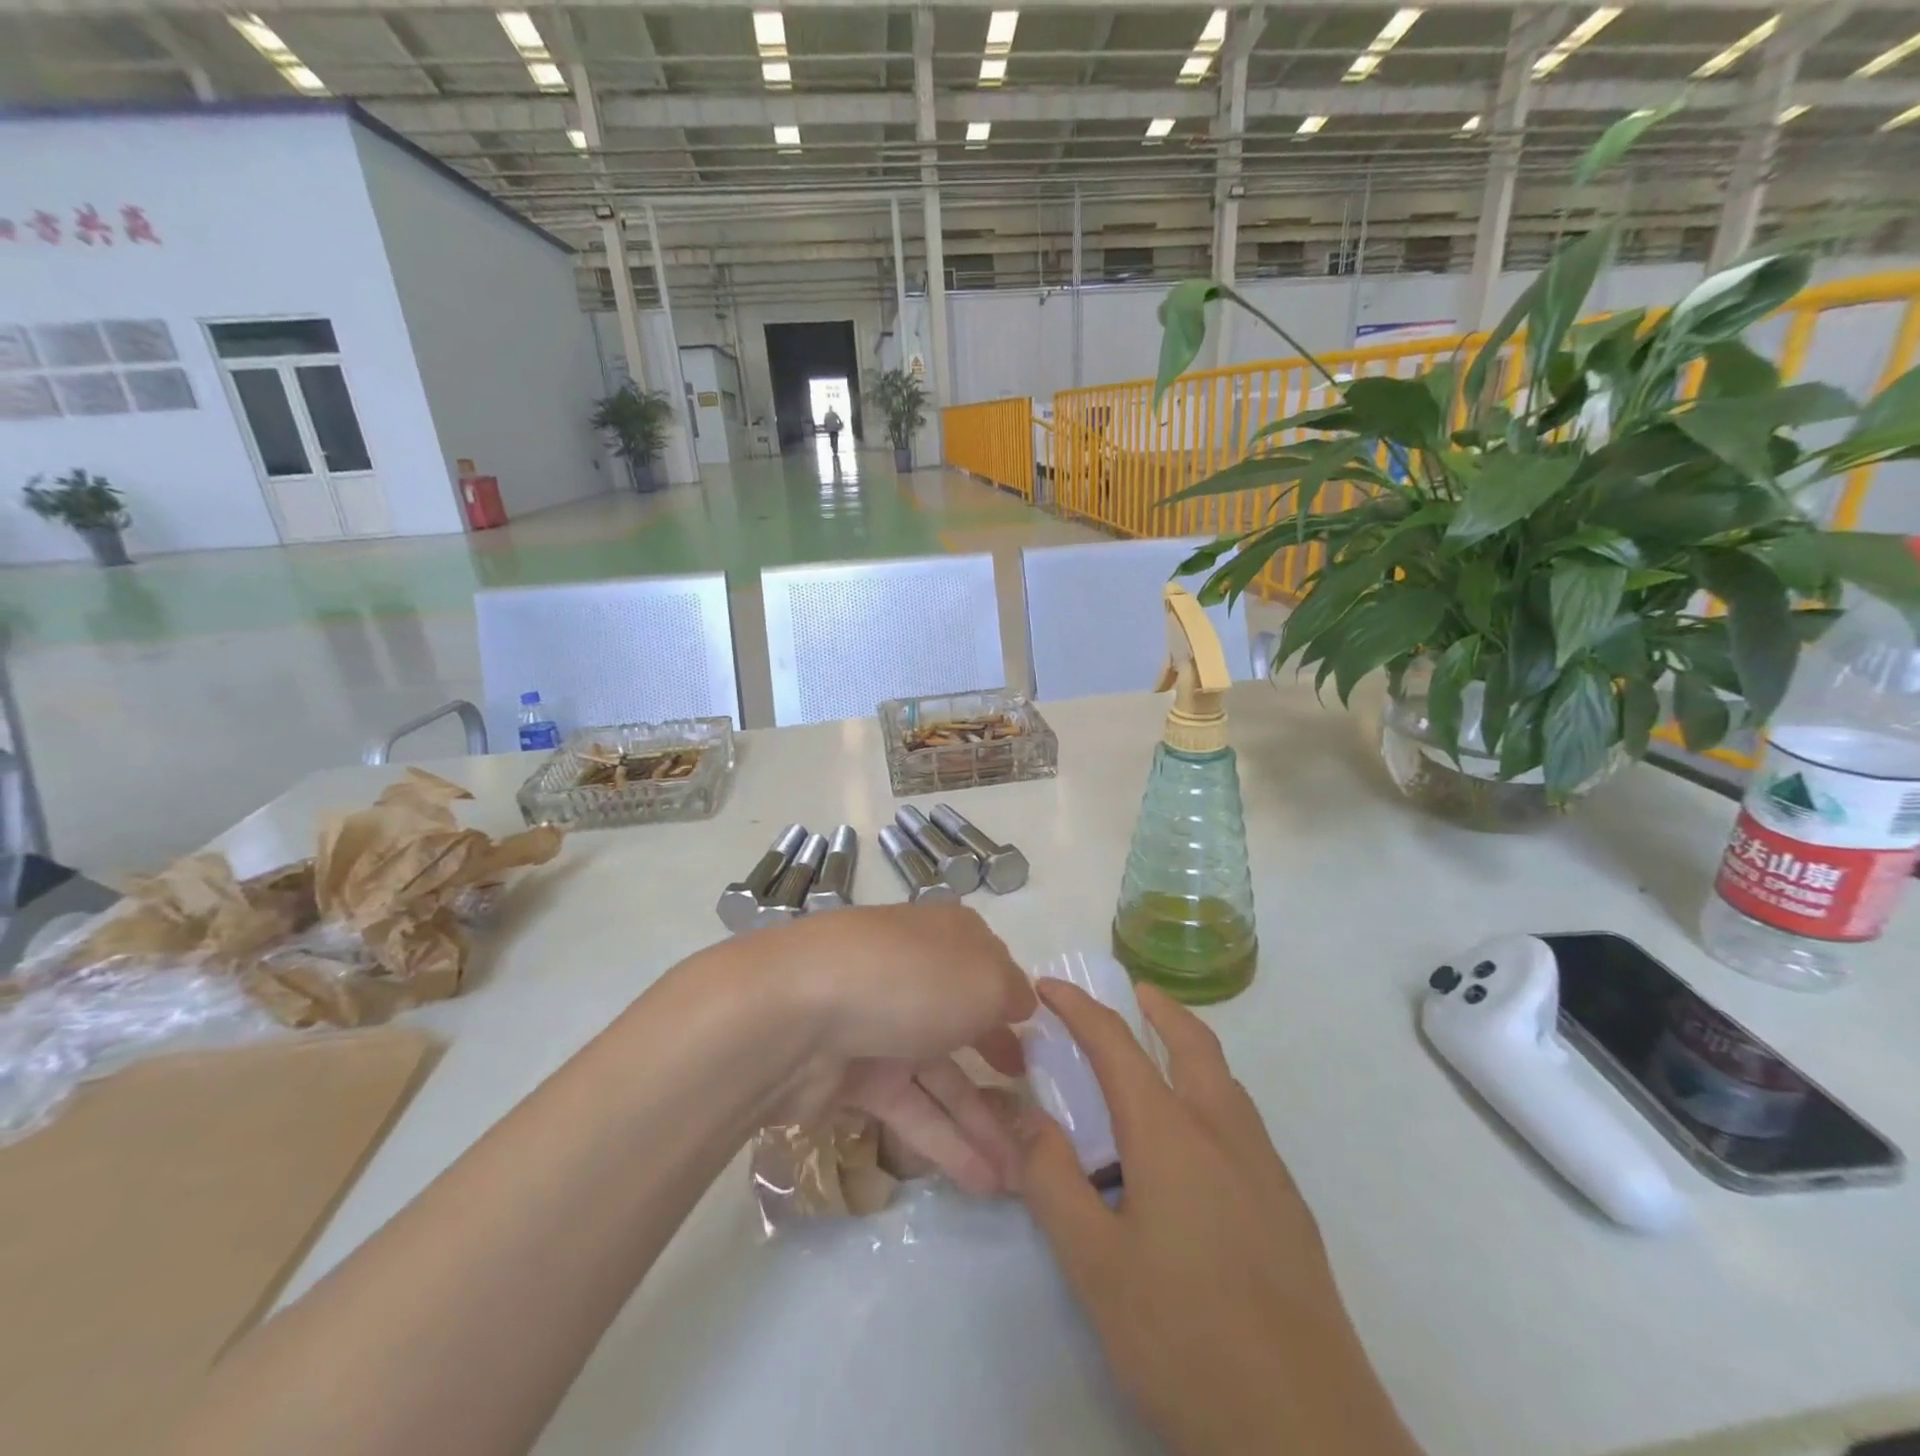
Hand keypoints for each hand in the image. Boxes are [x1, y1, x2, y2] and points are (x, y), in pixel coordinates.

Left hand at [736, 903, 1035, 1197]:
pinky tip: (983, 1182)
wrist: (796, 1014)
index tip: (1040, 1039)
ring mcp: (881, 1025)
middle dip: (999, 1062)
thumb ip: (1012, 993)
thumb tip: (1020, 1004)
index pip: (988, 964)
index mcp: (945, 937)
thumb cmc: (910, 980)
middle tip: (1033, 1104)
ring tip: (1020, 1177)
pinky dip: (946, 1144)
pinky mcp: (853, 1077)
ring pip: (940, 1076)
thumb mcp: (985, 979)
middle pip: (964, 1020)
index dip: (1013, 1000)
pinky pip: (910, 1110)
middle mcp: (914, 975)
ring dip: (980, 1123)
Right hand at [1017, 980, 1421, 1455]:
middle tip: (1132, 990)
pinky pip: (1242, 1120)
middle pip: (1192, 1043)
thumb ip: (1052, 1179)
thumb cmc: (1187, 1341)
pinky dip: (1211, 1092)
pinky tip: (1196, 1143)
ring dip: (1190, 1047)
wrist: (1311, 1439)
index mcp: (1171, 1134)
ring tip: (1159, 1055)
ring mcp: (1265, 1170)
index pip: (1117, 1045)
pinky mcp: (1289, 1210)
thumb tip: (1023, 1115)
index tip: (1050, 984)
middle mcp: (1223, 1133)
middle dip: (1158, 1008)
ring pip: (1225, 1080)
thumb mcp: (1094, 1265)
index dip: (1080, 1008)